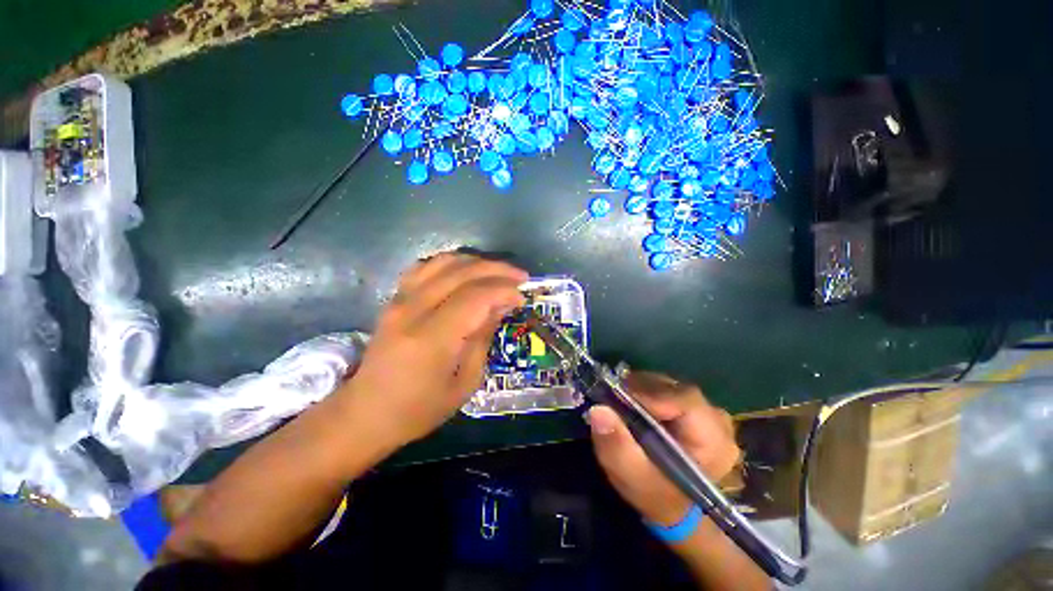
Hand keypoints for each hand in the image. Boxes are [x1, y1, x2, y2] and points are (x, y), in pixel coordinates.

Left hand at [337, 253, 527, 446]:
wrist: (366, 413)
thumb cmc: (420, 408)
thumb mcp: (465, 383)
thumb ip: (483, 338)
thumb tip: (501, 305)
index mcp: (432, 339)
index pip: (476, 296)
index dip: (504, 290)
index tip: (522, 296)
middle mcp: (413, 310)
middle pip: (462, 272)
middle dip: (497, 270)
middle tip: (519, 277)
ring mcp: (400, 300)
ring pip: (444, 262)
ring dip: (477, 262)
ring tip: (498, 273)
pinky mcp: (394, 298)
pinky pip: (425, 266)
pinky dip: (451, 263)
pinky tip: (466, 271)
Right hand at [587, 371, 739, 528]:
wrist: (672, 506)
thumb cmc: (654, 495)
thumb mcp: (631, 476)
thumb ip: (616, 445)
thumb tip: (598, 410)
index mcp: (714, 441)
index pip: (684, 400)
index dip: (648, 394)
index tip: (616, 398)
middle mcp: (718, 420)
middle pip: (675, 388)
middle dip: (641, 390)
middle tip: (612, 397)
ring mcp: (709, 412)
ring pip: (670, 385)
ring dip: (642, 389)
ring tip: (620, 401)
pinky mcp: (697, 409)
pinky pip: (669, 389)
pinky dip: (647, 392)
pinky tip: (634, 404)